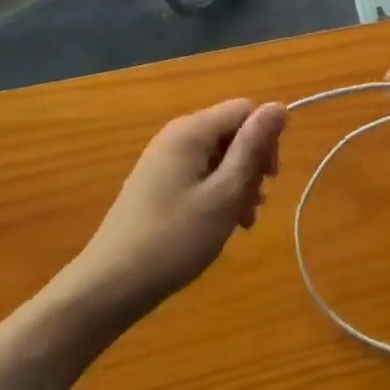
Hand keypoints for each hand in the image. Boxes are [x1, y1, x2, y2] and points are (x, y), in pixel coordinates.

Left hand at [69, 98, 286, 310]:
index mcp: (191, 131)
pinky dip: (217, 193)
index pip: (245, 110)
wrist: (110, 284)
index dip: (266, 138)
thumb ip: (252, 148)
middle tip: (255, 205)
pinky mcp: (156, 183)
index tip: (270, 179)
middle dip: (252, 164)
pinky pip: (199, 174)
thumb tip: (279, 105)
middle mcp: (175, 136)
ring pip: (218, 156)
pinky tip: (221, 223)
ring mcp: (163, 160)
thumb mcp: (225, 194)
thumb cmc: (175, 239)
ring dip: (238, 183)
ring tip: (242, 222)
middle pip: (231, 132)